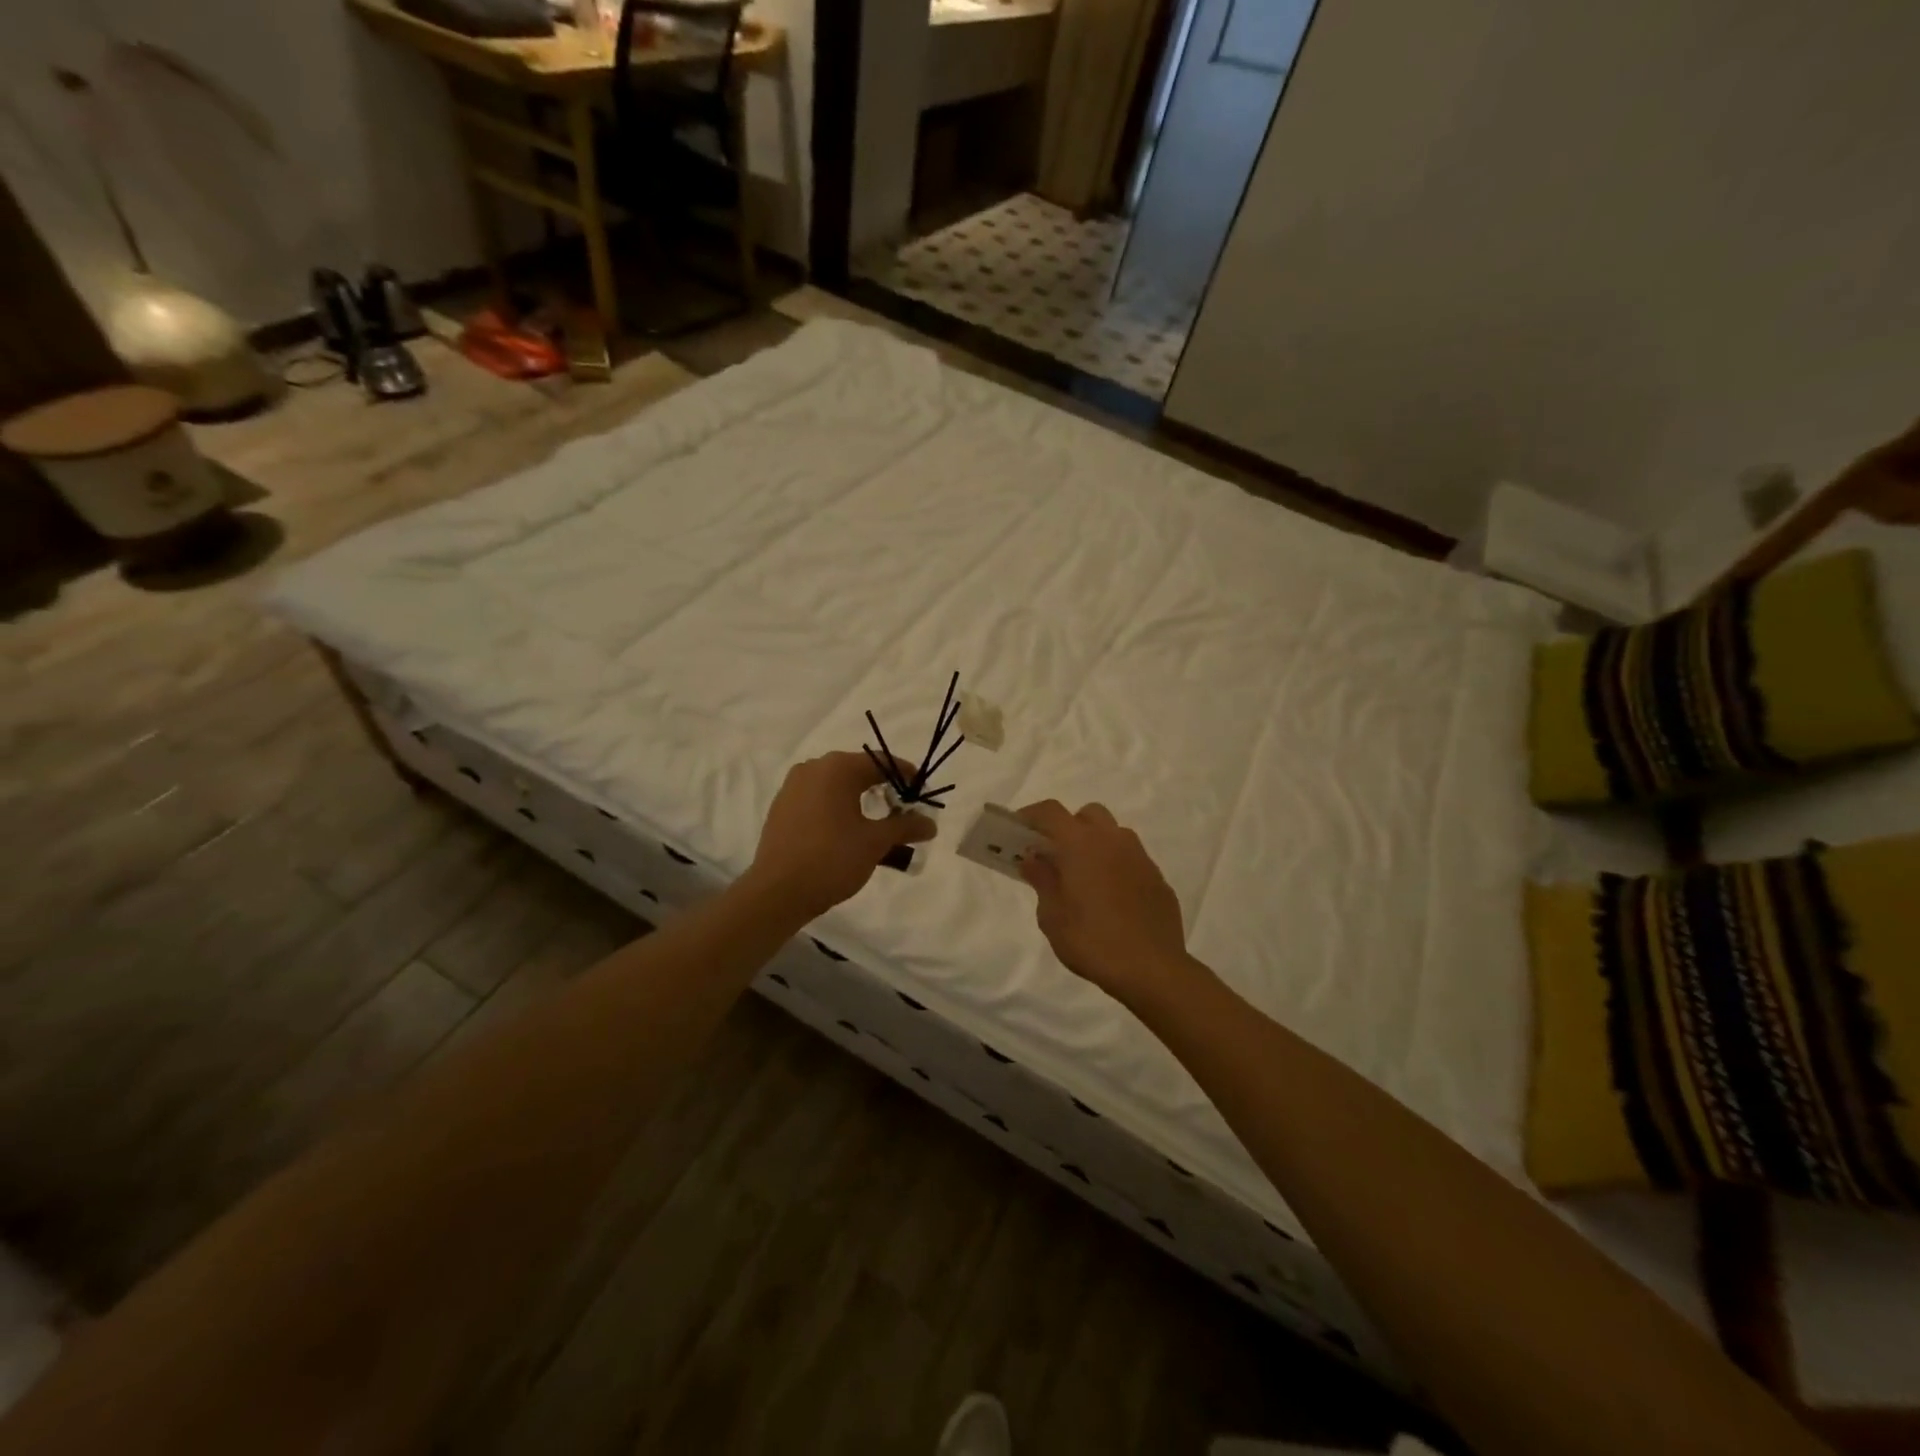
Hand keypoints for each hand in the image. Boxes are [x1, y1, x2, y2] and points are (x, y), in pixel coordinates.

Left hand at [747, 751, 936, 919]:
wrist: (777, 892)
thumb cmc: (832, 859)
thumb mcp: (875, 842)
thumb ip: (905, 827)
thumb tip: (931, 823)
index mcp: (837, 768)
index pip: (881, 762)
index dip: (906, 775)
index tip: (923, 792)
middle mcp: (813, 768)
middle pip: (858, 771)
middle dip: (883, 789)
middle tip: (903, 811)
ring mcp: (793, 787)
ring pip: (836, 787)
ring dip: (860, 801)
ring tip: (877, 825)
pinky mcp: (781, 807)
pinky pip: (818, 799)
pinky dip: (837, 810)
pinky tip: (847, 833)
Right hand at [1015, 800, 1197, 1006]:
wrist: (1152, 969)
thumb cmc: (1092, 941)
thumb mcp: (1052, 916)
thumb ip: (1042, 880)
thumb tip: (1033, 858)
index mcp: (1082, 844)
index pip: (1051, 812)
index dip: (1031, 815)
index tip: (1018, 829)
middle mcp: (1113, 840)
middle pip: (1087, 814)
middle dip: (1068, 826)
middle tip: (1055, 855)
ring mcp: (1140, 858)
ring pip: (1113, 834)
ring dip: (1095, 844)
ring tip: (1084, 877)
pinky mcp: (1158, 879)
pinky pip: (1131, 860)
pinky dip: (1116, 866)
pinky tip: (1111, 899)